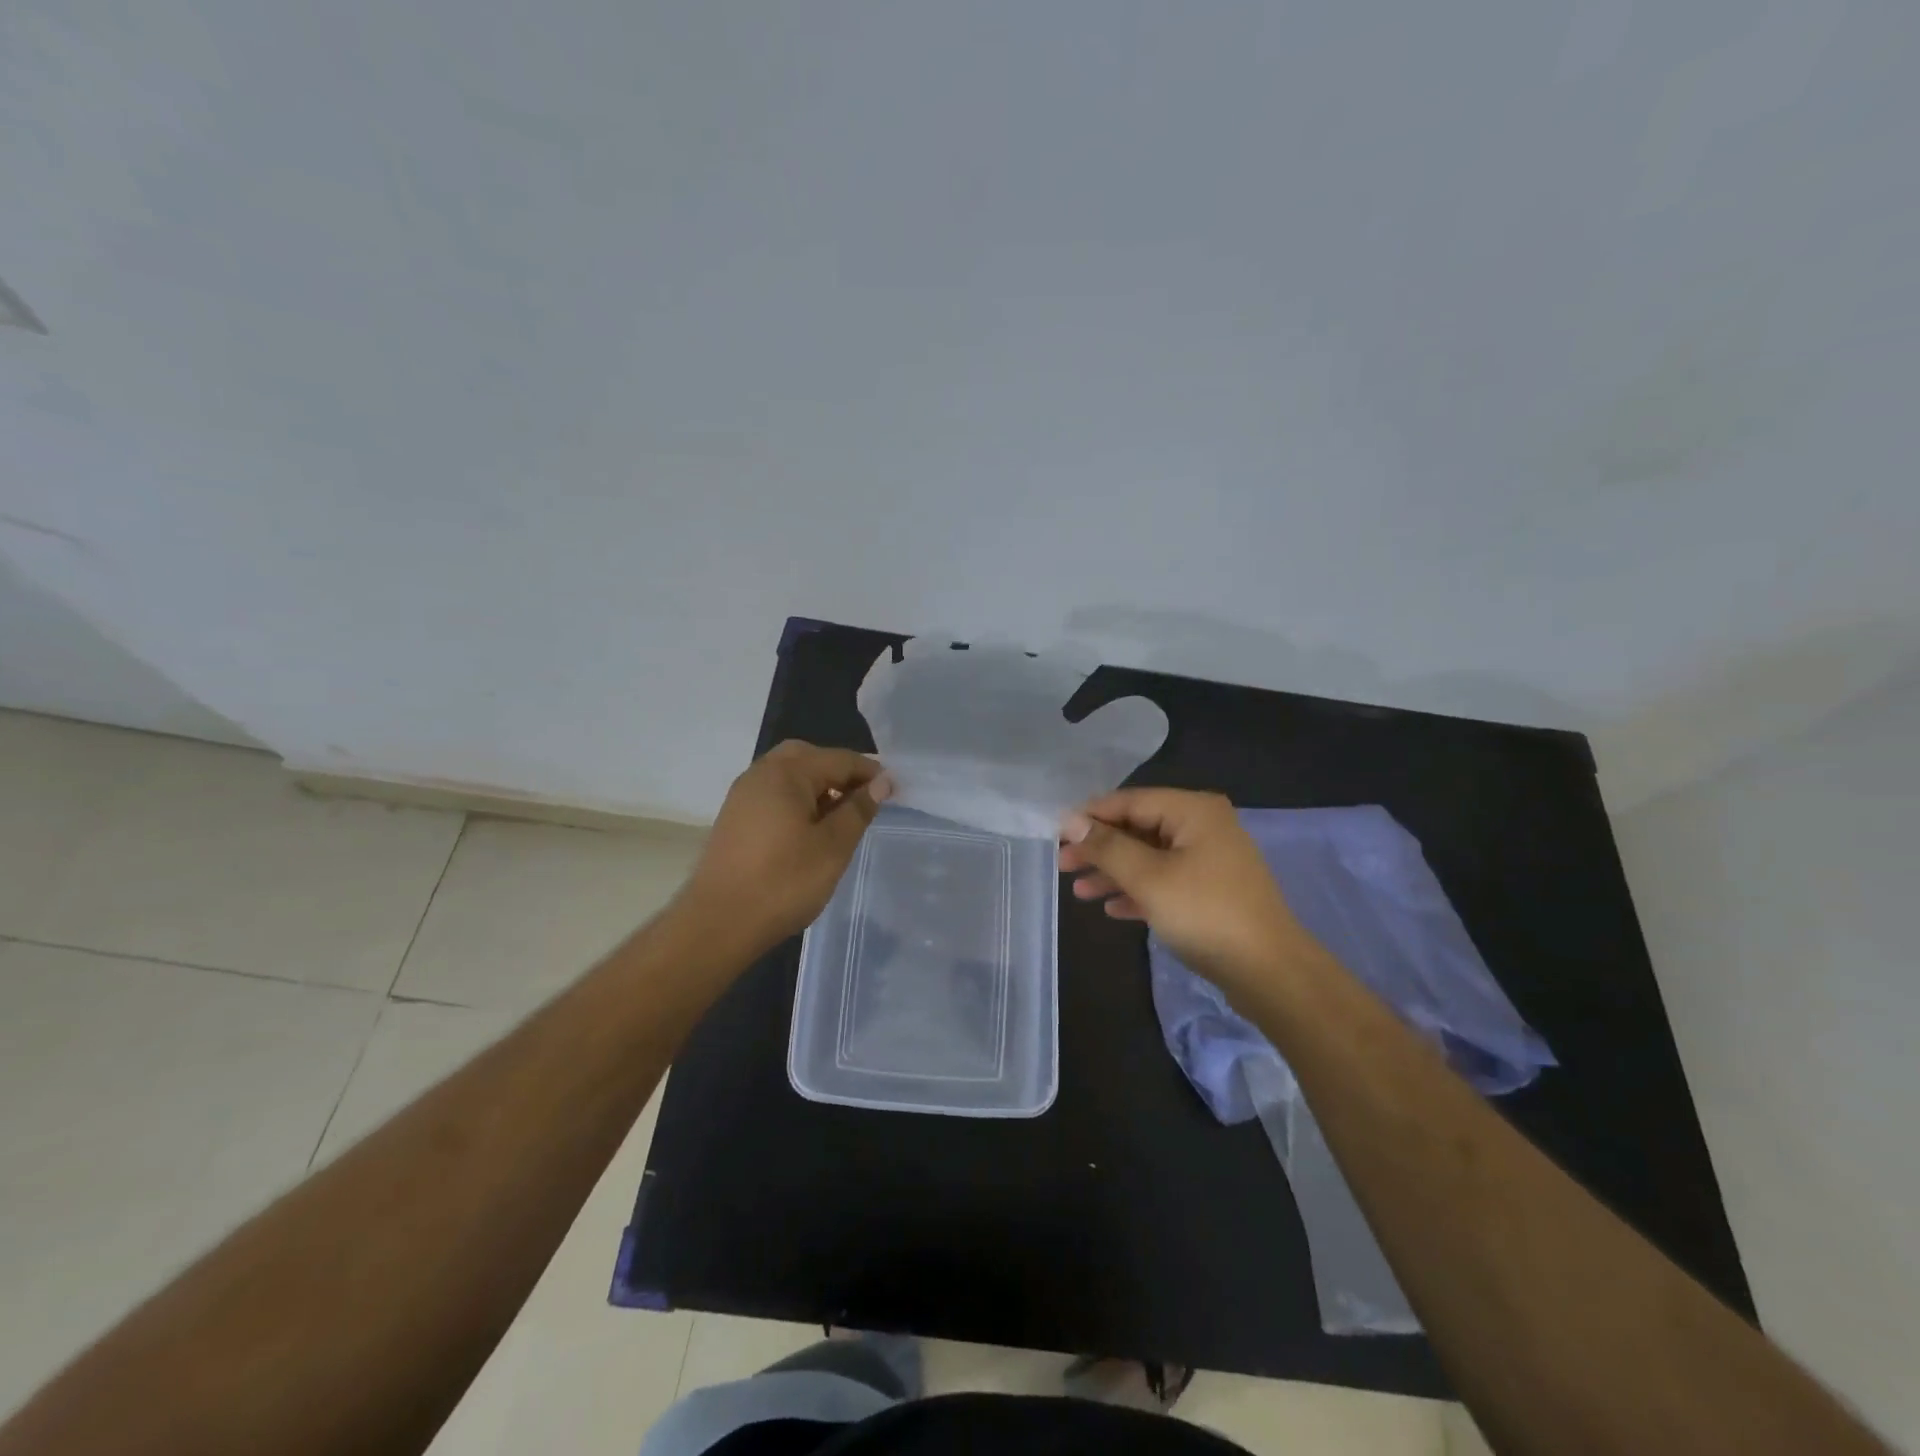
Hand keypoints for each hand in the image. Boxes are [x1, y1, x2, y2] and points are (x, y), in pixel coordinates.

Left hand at [680, 741, 892, 951]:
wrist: (719, 923)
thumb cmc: (784, 882)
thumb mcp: (833, 846)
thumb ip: (858, 809)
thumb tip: (881, 782)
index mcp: (786, 773)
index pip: (839, 759)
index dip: (870, 772)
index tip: (895, 791)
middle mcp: (761, 773)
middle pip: (808, 757)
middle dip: (840, 772)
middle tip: (864, 798)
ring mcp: (743, 795)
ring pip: (788, 775)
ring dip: (818, 786)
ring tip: (841, 816)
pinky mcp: (735, 818)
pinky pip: (774, 793)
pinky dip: (797, 800)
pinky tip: (810, 829)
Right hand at [1059, 789, 1311, 996]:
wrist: (1270, 972)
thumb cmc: (1205, 913)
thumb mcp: (1148, 878)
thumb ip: (1107, 847)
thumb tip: (1070, 820)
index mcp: (1193, 811)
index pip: (1130, 802)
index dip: (1090, 817)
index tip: (1055, 834)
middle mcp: (1203, 827)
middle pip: (1139, 829)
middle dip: (1100, 849)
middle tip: (1063, 865)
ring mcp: (1210, 860)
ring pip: (1150, 857)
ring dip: (1115, 873)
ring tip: (1079, 891)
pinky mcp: (1212, 891)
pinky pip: (1166, 881)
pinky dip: (1139, 891)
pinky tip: (1113, 909)